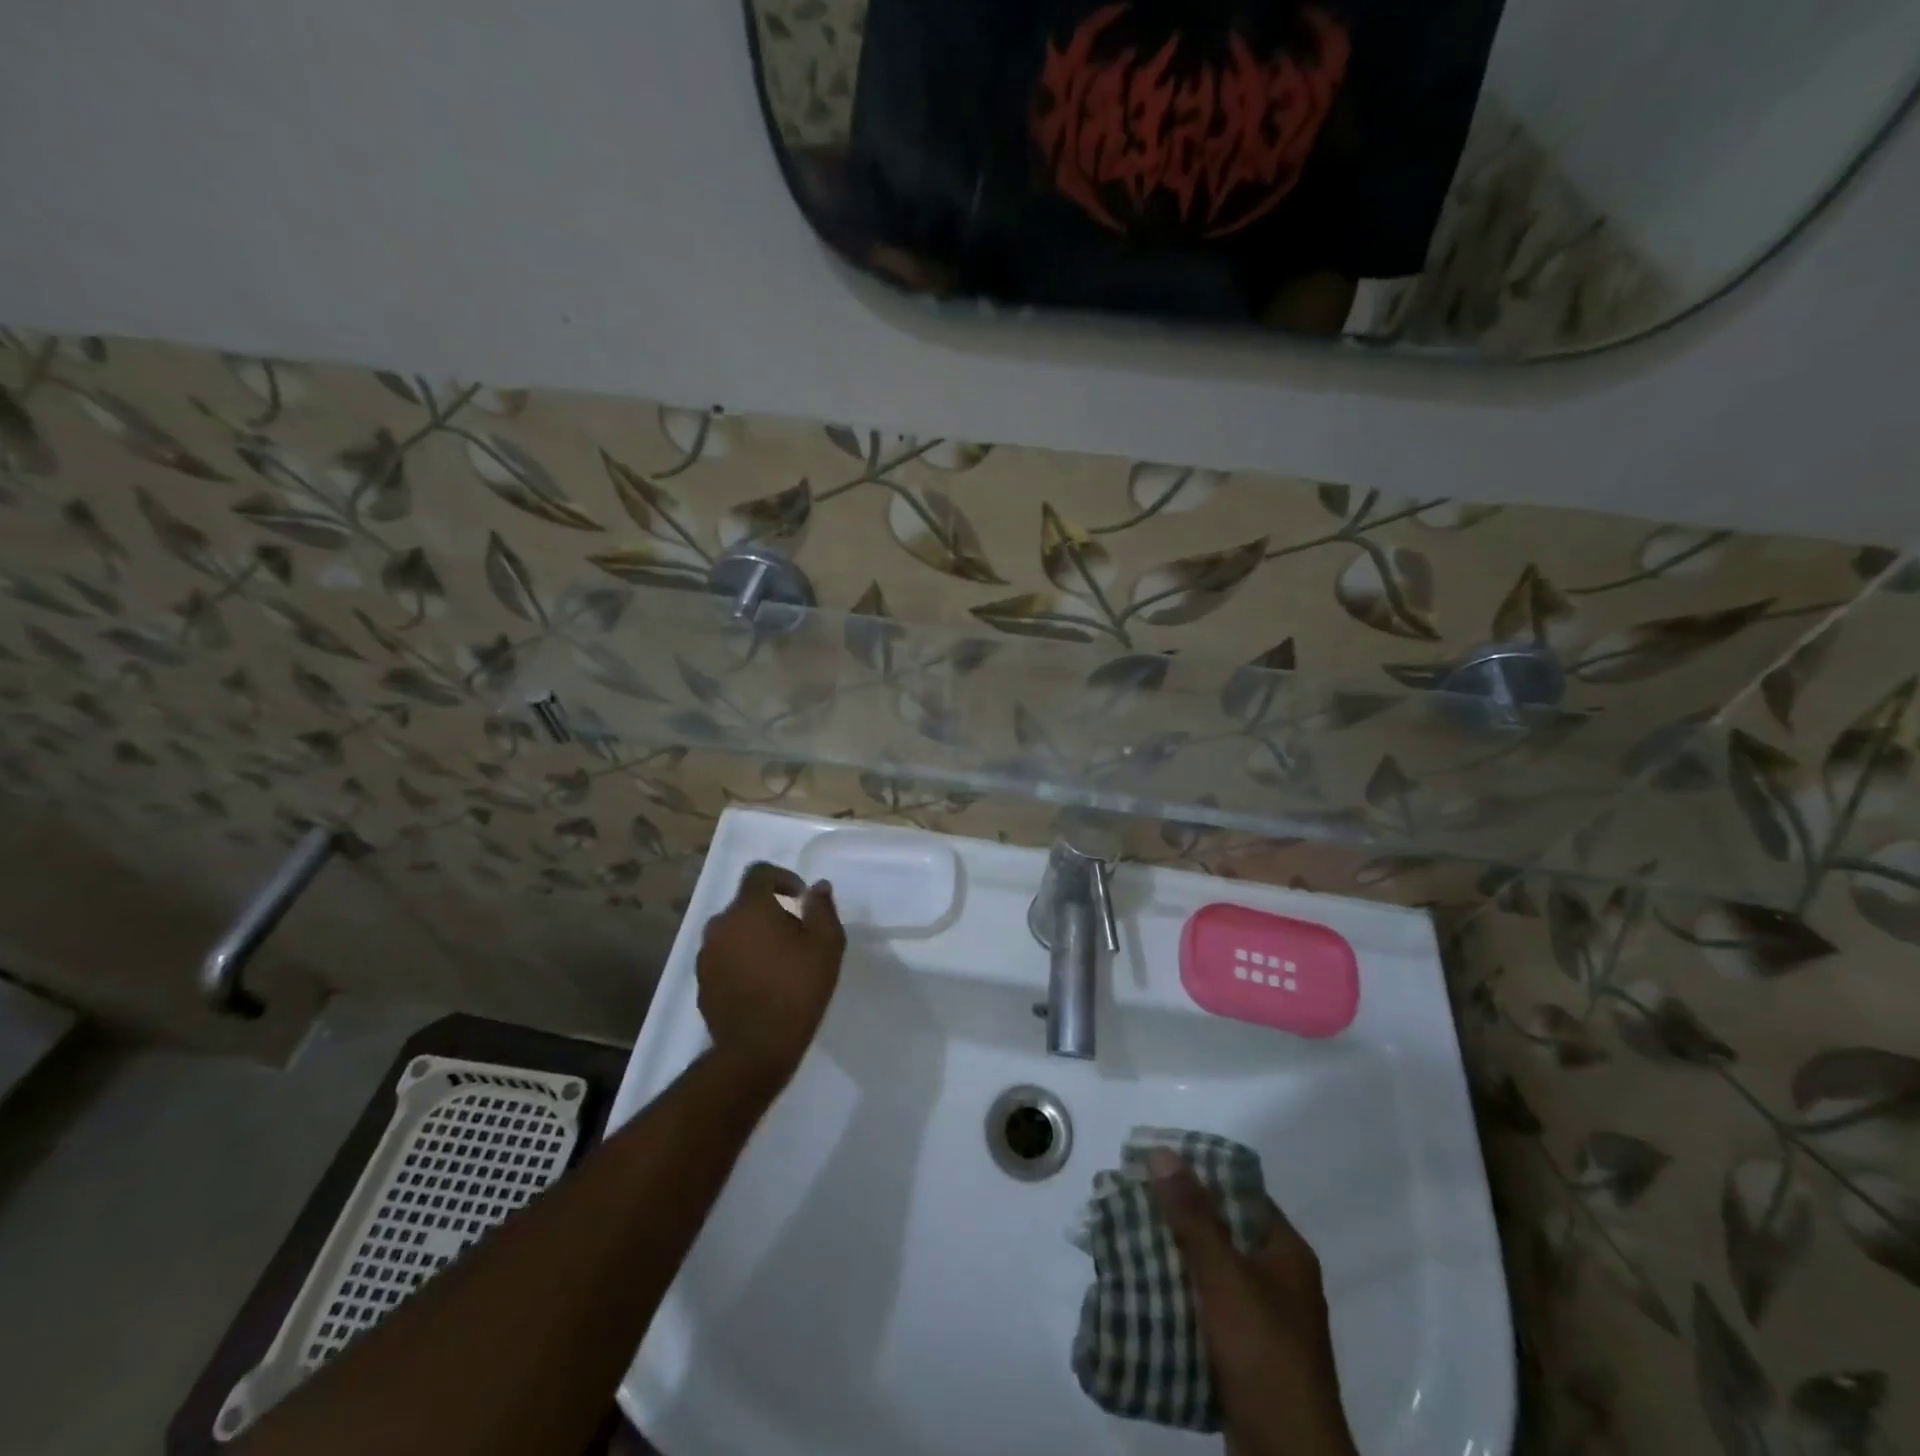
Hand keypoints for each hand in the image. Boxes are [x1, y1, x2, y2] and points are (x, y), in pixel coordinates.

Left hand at [697, 862, 845, 1091]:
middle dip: (771, 911)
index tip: (801, 898)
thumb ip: (822, 908)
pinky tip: (761, 984)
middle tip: (797, 935)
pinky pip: (724, 957)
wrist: (756, 1049)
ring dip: (755, 936)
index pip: (759, 873)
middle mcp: (720, 924)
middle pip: (746, 904)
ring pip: (734, 931)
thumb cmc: (797, 989)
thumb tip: (817, 887)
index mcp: (749, 908)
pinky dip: (742, 960)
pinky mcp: (702, 981)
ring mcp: (706, 954)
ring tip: (779, 962)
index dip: (782, 877)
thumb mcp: (826, 945)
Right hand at [1148, 1149, 1358, 1455]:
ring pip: (1208, 1271)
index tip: (1153, 1162)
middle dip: (1175, 1217)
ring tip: (1124, 1239)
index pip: (1239, 1192)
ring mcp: (1261, 1321)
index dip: (1198, 1172)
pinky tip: (1141, 1289)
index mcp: (1286, 1253)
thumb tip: (1162, 1152)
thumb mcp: (1225, 1279)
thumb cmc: (1264, 1356)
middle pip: (1220, 1230)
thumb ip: (1193, 1216)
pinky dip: (1176, 1297)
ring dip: (1170, 1258)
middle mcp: (1278, 1280)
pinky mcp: (1243, 1356)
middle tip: (1129, 1200)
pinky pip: (1204, 1309)